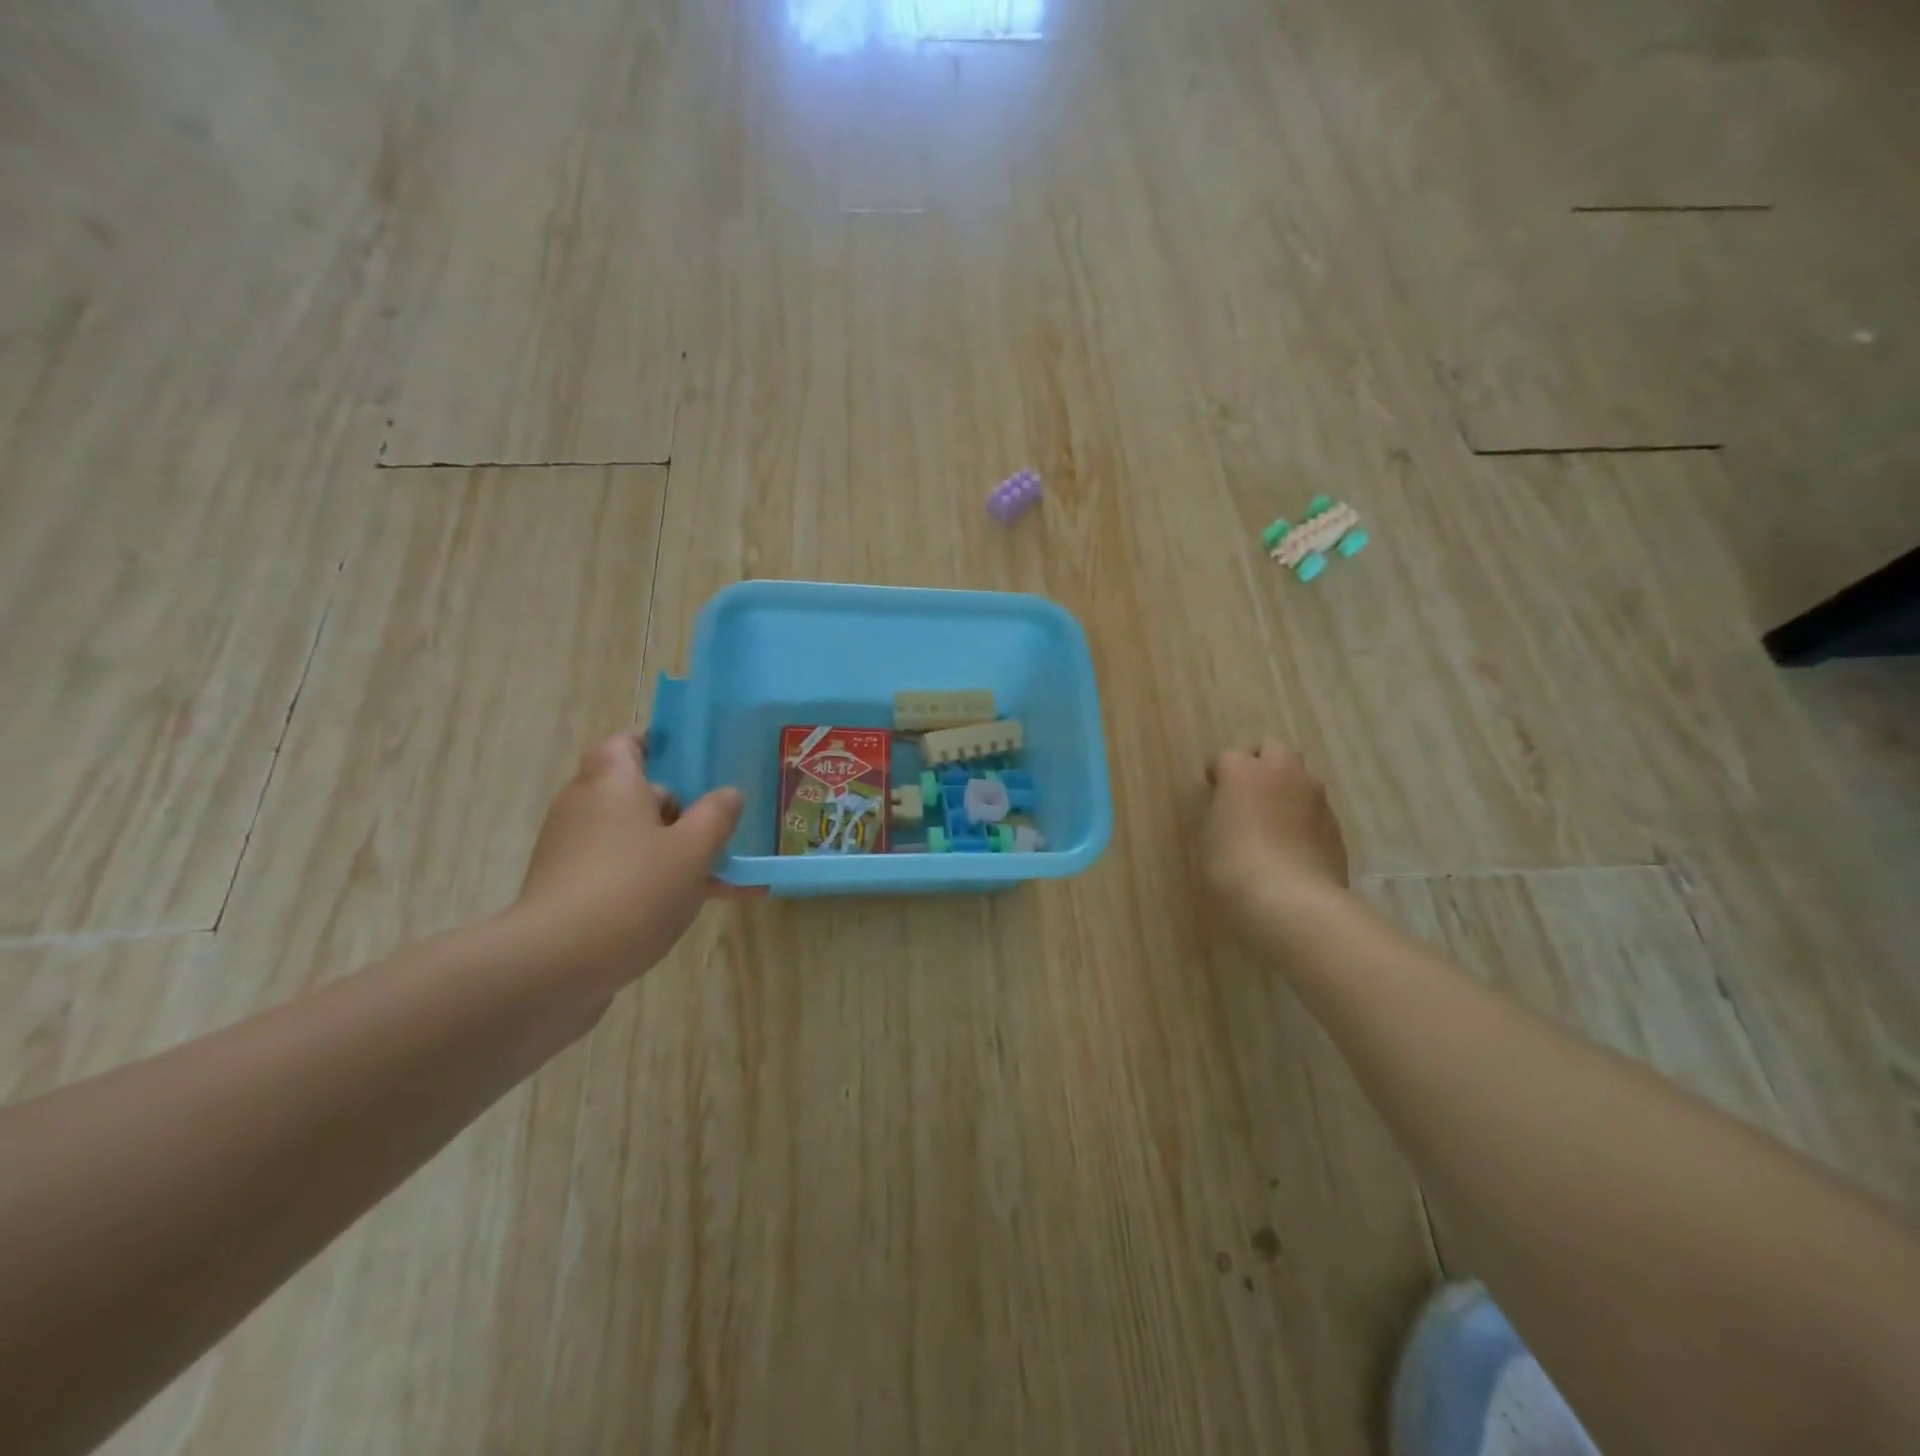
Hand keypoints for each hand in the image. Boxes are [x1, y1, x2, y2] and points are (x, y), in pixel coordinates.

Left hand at [511, 733, 749, 987]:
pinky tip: (699, 909)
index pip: (625, 744)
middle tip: (720, 826)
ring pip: (634, 841)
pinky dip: (656, 884)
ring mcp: (573, 854)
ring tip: (728, 877)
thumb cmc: (633, 890)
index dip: (656, 746)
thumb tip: (729, 793)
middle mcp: (584, 809)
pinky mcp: (570, 894)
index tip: (691, 761)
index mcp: (610, 783)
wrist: (555, 968)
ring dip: (675, 853)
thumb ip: (717, 816)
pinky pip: (623, 875)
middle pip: (635, 795)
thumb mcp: (693, 850)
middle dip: (679, 811)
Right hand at [1202, 740, 1349, 933]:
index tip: (1213, 792)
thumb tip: (1227, 808)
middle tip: (1247, 793)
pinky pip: (1315, 809)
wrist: (1292, 902)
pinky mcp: (1336, 825)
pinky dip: (1303, 817)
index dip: (1219, 774)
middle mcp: (1283, 773)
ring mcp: (1315, 798)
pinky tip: (1293, 845)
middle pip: (1273, 749)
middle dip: (1260, 764)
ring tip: (1273, 819)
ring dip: (1286, 788)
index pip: (1227, 756)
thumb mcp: (1207, 838)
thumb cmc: (1234, 866)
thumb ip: (1218, 813)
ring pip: (1301, 777)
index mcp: (1244, 772)